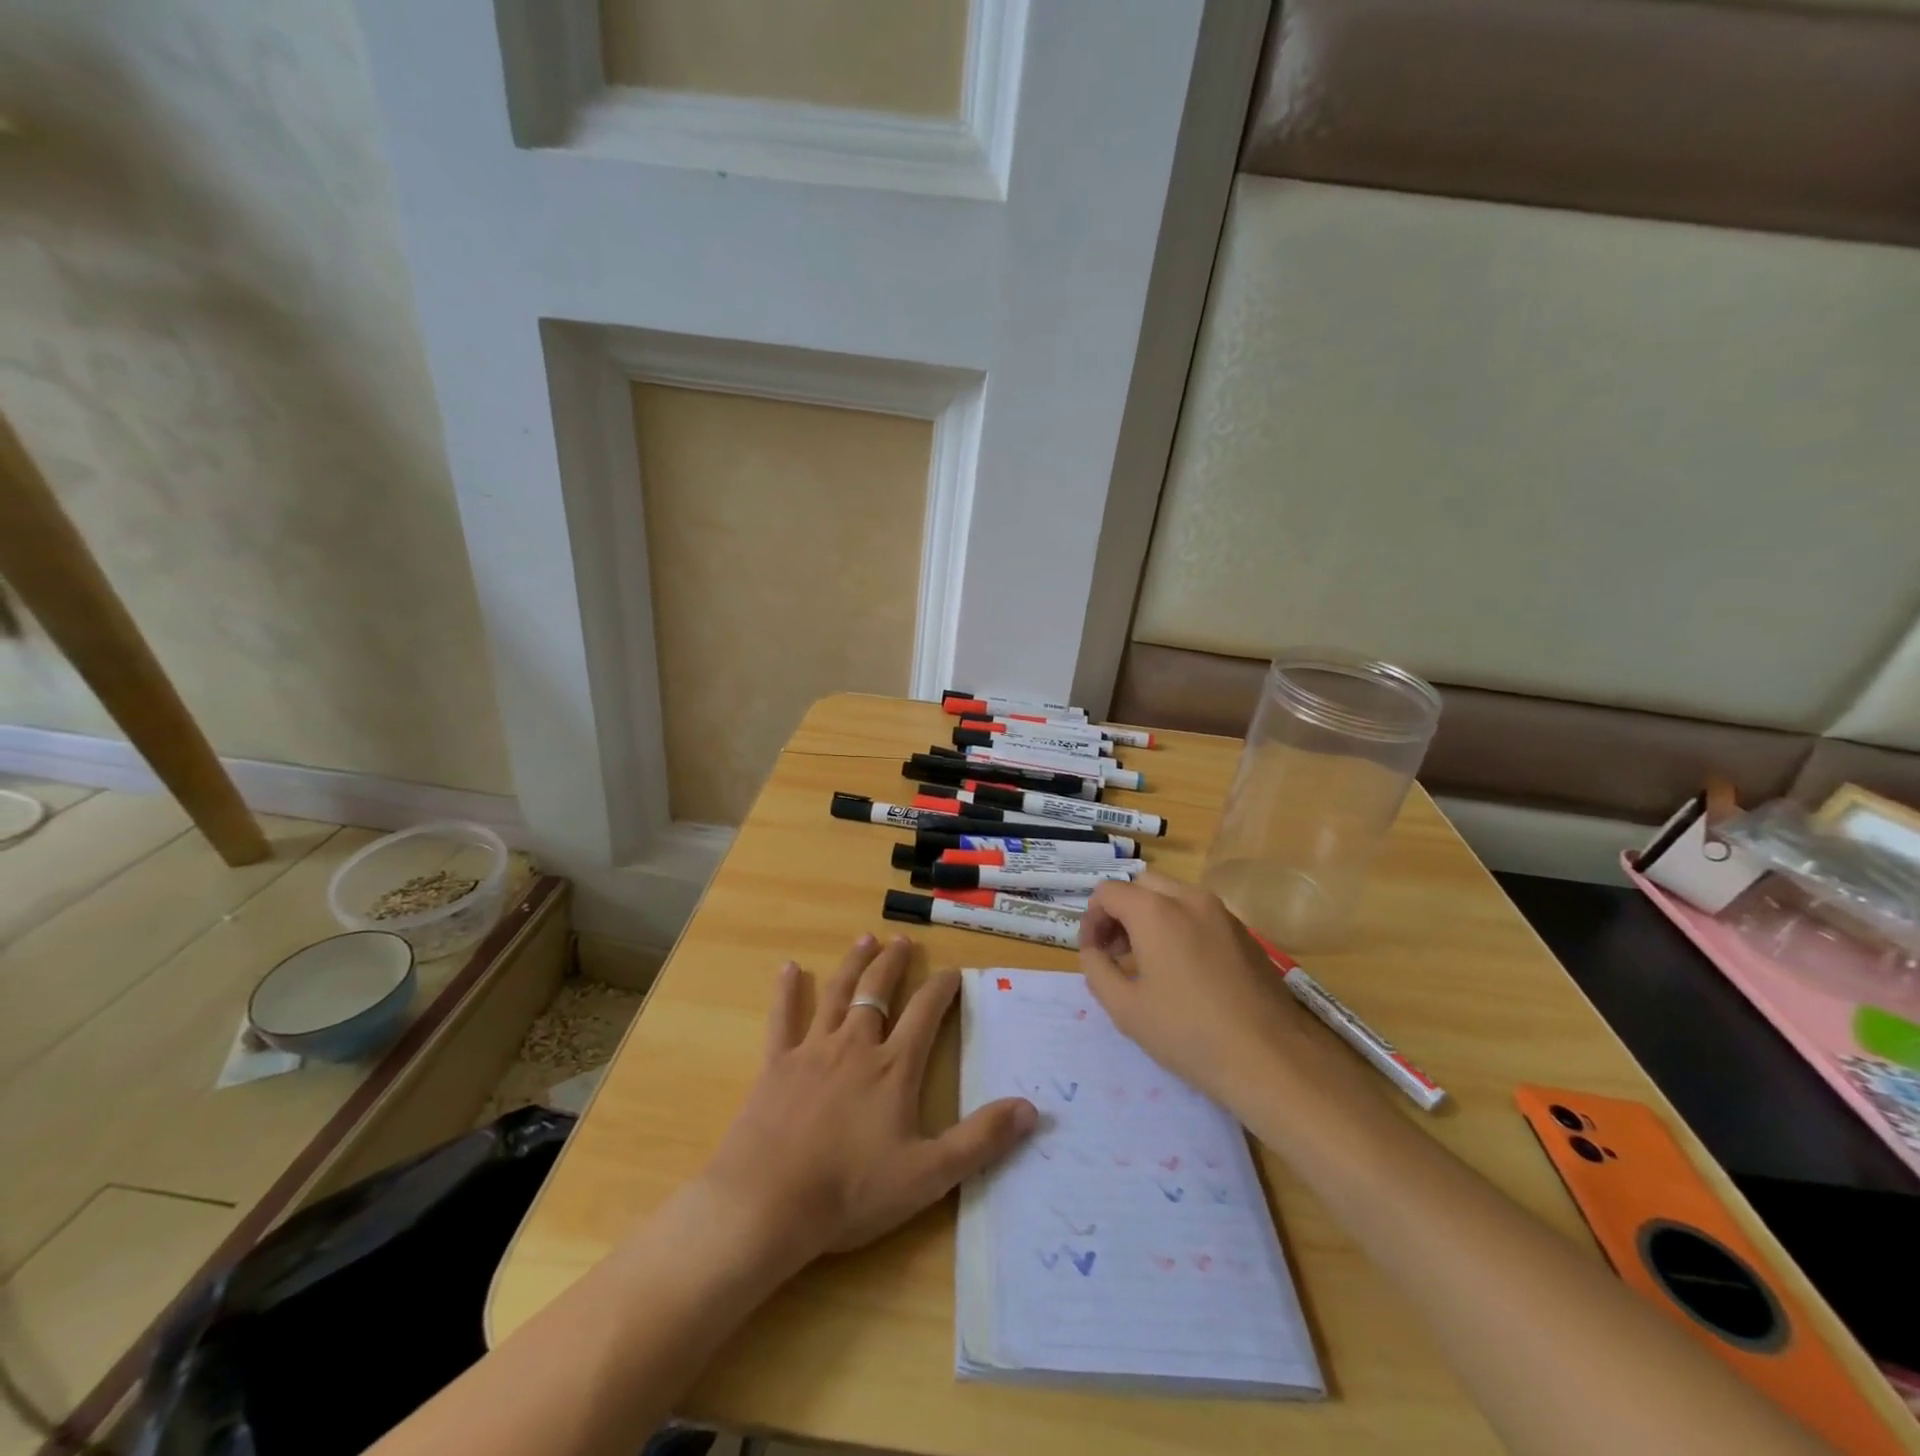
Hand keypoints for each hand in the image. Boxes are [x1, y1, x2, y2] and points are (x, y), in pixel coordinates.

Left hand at [697, 934, 1036, 1271]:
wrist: (767, 1205)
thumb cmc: (851, 1192)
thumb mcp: (928, 1176)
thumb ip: (981, 1140)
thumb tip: (1031, 1108)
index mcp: (894, 1068)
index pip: (926, 1014)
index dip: (943, 989)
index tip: (954, 971)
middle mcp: (856, 1045)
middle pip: (878, 992)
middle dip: (894, 964)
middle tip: (902, 941)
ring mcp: (812, 1050)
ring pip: (837, 994)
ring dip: (853, 965)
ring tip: (864, 939)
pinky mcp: (776, 1064)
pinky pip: (782, 1018)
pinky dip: (786, 992)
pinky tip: (787, 968)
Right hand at [1079, 874, 1336, 1108]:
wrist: (1270, 1059)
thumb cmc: (1188, 1033)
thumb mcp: (1124, 1008)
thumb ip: (1096, 969)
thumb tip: (1093, 950)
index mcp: (1155, 911)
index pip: (1108, 892)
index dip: (1091, 919)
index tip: (1092, 953)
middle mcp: (1189, 898)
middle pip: (1141, 885)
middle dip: (1121, 911)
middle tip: (1116, 952)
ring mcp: (1222, 913)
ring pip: (1173, 895)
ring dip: (1150, 917)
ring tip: (1148, 962)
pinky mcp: (1244, 933)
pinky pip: (1199, 914)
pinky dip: (1179, 926)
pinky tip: (1184, 971)